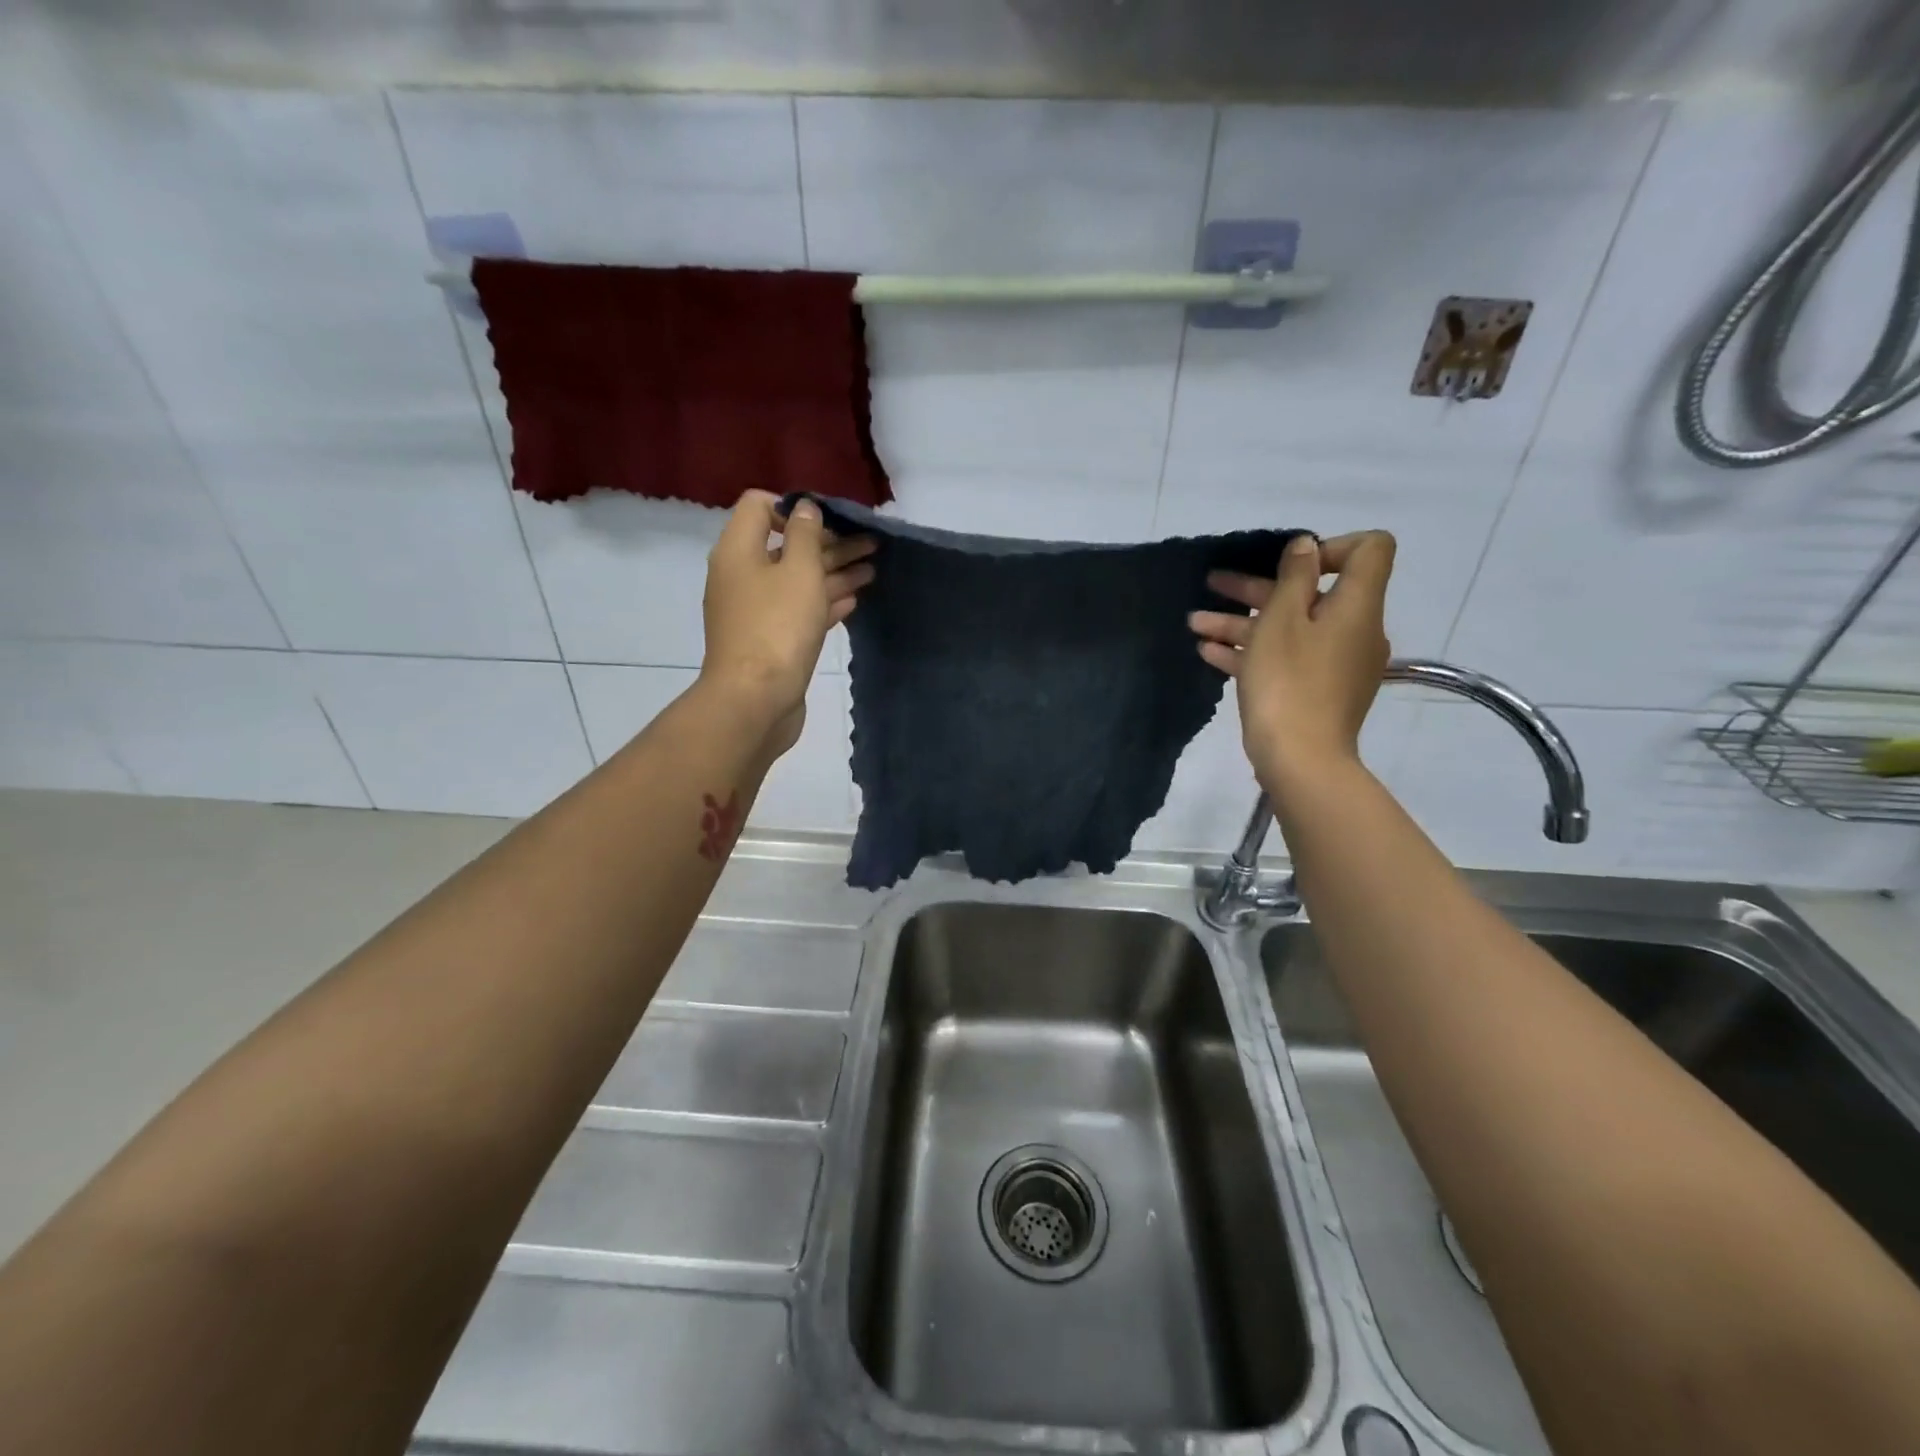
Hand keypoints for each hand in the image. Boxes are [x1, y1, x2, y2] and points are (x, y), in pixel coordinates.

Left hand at [699, 491, 874, 754]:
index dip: (795, 507)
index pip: (760, 506)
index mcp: (739, 550)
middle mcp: (742, 576)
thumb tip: (804, 507)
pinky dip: (824, 602)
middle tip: (871, 544)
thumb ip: (806, 535)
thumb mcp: (799, 571)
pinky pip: (798, 611)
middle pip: (786, 546)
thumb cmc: (777, 627)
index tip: (831, 520)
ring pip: (797, 581)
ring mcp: (755, 611)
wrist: (755, 700)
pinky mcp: (769, 640)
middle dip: (829, 543)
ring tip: (872, 570)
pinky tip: (852, 601)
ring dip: (834, 573)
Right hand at [1189, 531, 1395, 794]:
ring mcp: (1336, 663)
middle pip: (1312, 593)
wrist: (1300, 760)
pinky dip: (1252, 651)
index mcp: (1357, 605)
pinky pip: (1286, 658)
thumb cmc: (1288, 682)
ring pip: (1290, 629)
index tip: (1288, 565)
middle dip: (1258, 587)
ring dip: (1242, 621)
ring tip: (1195, 623)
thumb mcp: (1281, 620)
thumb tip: (1306, 545)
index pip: (1368, 550)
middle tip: (1213, 583)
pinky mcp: (1318, 691)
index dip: (1329, 546)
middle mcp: (1354, 629)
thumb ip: (1294, 577)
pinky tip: (1210, 653)